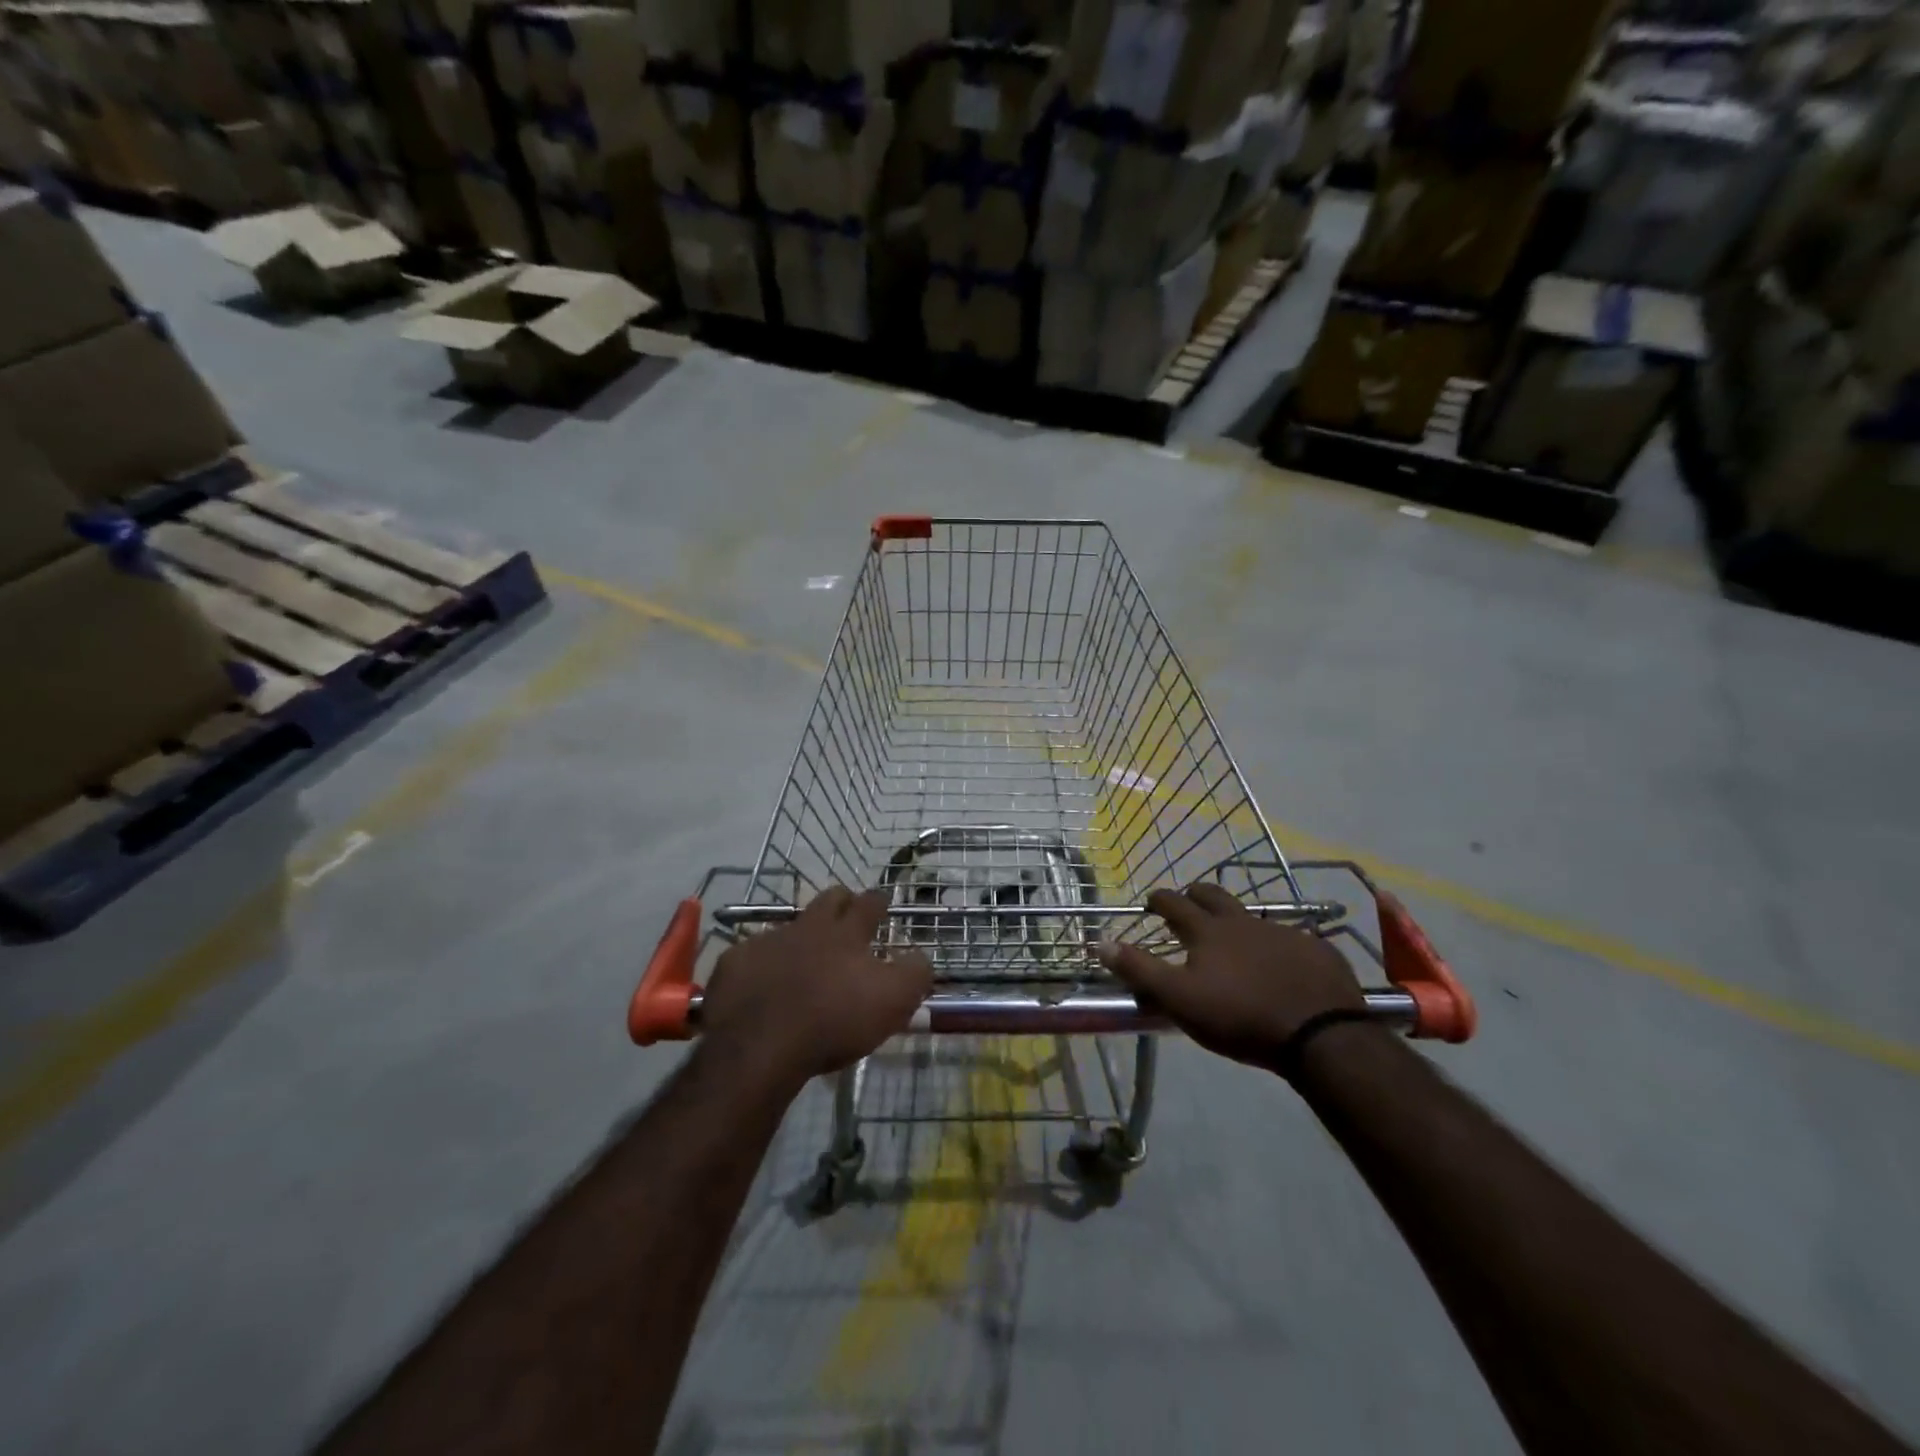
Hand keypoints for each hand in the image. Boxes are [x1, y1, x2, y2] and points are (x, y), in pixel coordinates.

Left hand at [699, 886, 931, 1089]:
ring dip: (801, 937)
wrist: (761, 1045)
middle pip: (828, 900)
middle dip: (842, 902)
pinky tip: (762, 985)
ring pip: (789, 927)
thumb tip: (921, 956)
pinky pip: (751, 956)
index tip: (884, 901)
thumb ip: (915, 974)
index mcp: (847, 933)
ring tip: (804, 958)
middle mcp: (807, 927)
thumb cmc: (835, 1020)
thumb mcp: (893, 1001)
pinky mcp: (734, 964)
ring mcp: (767, 941)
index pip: (869, 904)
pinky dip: (761, 966)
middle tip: (848, 913)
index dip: (878, 901)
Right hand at [1096, 883, 1365, 1071]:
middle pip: (1214, 894)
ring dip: (1236, 922)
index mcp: (1208, 931)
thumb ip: (1139, 970)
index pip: (1174, 902)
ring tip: (1233, 941)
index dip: (1159, 899)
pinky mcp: (1316, 951)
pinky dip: (1276, 946)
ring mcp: (1284, 933)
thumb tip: (1099, 942)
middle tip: (1188, 904)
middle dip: (1196, 895)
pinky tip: (1280, 967)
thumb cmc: (1240, 1017)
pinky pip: (1290, 939)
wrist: (1321, 1035)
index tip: (1151, 901)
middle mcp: (1244, 922)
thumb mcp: (1179, 999)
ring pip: (1253, 917)